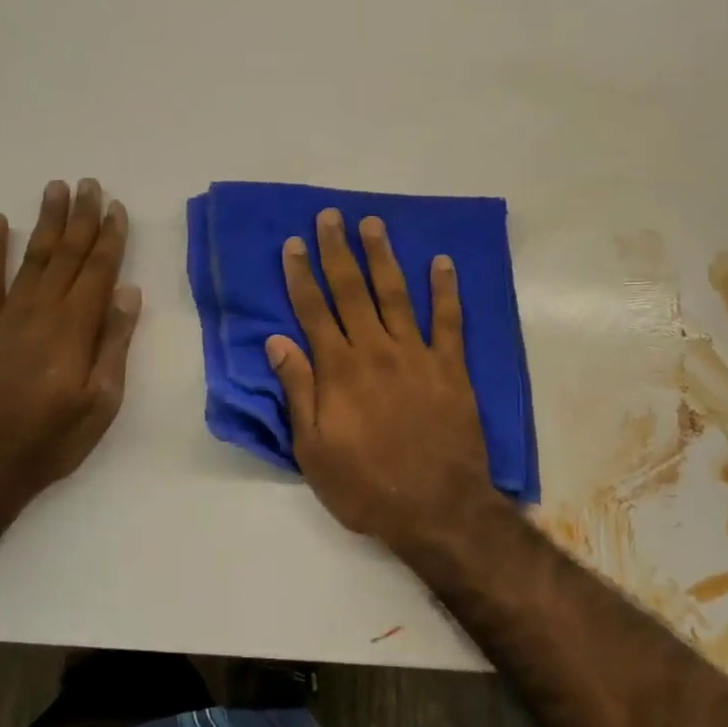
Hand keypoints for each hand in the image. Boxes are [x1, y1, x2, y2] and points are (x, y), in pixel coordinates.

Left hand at [0, 179, 141, 505]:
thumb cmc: (52, 439)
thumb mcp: (100, 401)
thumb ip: (113, 344)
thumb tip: (128, 292)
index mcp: (74, 328)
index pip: (98, 271)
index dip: (109, 238)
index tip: (116, 207)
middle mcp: (41, 311)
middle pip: (66, 255)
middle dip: (81, 218)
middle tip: (89, 183)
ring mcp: (6, 317)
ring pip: (30, 258)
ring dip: (45, 222)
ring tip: (55, 189)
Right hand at [266, 209, 496, 548]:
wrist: (436, 509)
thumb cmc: (365, 486)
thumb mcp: (313, 449)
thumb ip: (297, 390)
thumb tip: (276, 341)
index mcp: (339, 370)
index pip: (314, 311)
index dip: (301, 275)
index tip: (294, 244)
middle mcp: (376, 350)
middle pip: (352, 291)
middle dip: (337, 251)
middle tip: (330, 217)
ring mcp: (417, 355)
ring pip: (396, 294)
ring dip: (383, 256)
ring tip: (373, 223)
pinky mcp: (451, 367)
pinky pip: (449, 321)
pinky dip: (446, 290)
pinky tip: (442, 263)